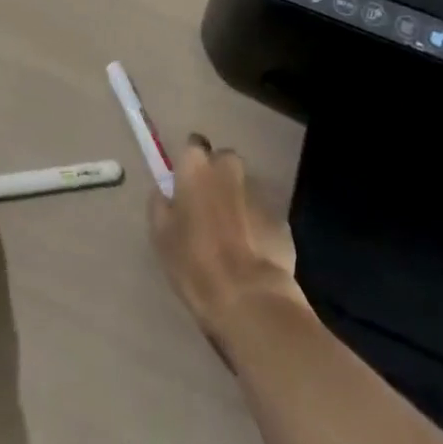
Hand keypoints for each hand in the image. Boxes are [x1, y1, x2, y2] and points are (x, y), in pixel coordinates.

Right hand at [149, 134, 307, 347]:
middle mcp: (229, 168)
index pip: (192, 145)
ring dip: (238, 203)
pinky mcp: (281, 218)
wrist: (249, 297)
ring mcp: (259, 192)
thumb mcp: (161, 235)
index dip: (190, 165)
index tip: (186, 186)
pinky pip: (263, 216)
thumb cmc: (195, 262)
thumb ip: (161, 204)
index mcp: (197, 166)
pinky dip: (257, 227)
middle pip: (223, 162)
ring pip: (245, 188)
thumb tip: (165, 192)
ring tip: (232, 238)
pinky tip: (252, 255)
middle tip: (208, 210)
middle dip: (218, 178)